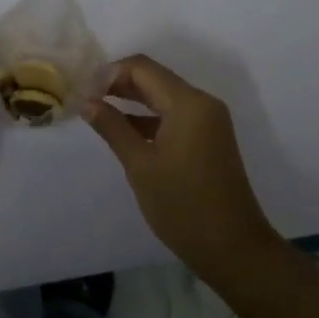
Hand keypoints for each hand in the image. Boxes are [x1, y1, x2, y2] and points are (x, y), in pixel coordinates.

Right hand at [83, 55, 282, 280]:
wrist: (234, 249)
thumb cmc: (184, 206)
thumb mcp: (141, 166)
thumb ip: (113, 128)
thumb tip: (87, 102)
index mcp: (188, 103)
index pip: (142, 68)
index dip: (110, 73)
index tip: (84, 91)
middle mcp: (202, 103)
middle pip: (154, 78)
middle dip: (119, 84)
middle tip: (86, 99)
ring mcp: (208, 121)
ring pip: (164, 96)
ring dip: (132, 100)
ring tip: (99, 111)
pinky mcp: (209, 137)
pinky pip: (174, 114)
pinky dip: (149, 117)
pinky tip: (124, 130)